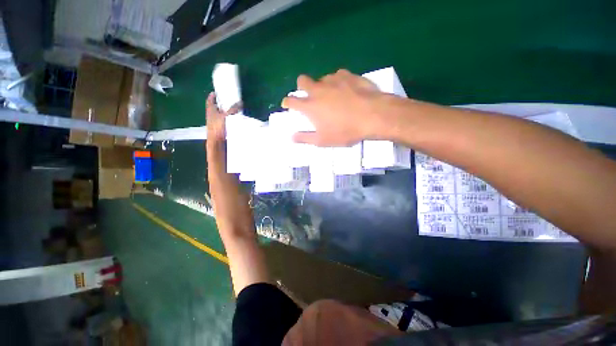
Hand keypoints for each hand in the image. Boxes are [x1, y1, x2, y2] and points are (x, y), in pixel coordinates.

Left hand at [206, 92, 241, 144]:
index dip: (212, 96)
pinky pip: (221, 121)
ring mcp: (213, 122)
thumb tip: (240, 103)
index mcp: (210, 109)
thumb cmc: (218, 127)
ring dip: (222, 112)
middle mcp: (210, 115)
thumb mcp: (227, 116)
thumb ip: (233, 109)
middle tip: (225, 101)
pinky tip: (231, 120)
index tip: (215, 93)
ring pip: (217, 114)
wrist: (216, 141)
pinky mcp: (217, 128)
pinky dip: (225, 119)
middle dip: (219, 104)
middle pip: (214, 107)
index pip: (210, 100)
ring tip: (230, 110)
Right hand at [281, 69, 393, 145]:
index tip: (287, 104)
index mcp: (310, 106)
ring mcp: (333, 80)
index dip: (287, 102)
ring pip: (321, 78)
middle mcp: (318, 89)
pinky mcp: (348, 75)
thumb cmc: (345, 131)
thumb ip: (305, 138)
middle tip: (309, 96)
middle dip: (301, 87)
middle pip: (302, 80)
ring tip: (332, 96)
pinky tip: (346, 90)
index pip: (291, 101)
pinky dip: (338, 83)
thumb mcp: (323, 140)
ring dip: (322, 86)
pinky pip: (338, 76)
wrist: (372, 116)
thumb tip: (291, 137)